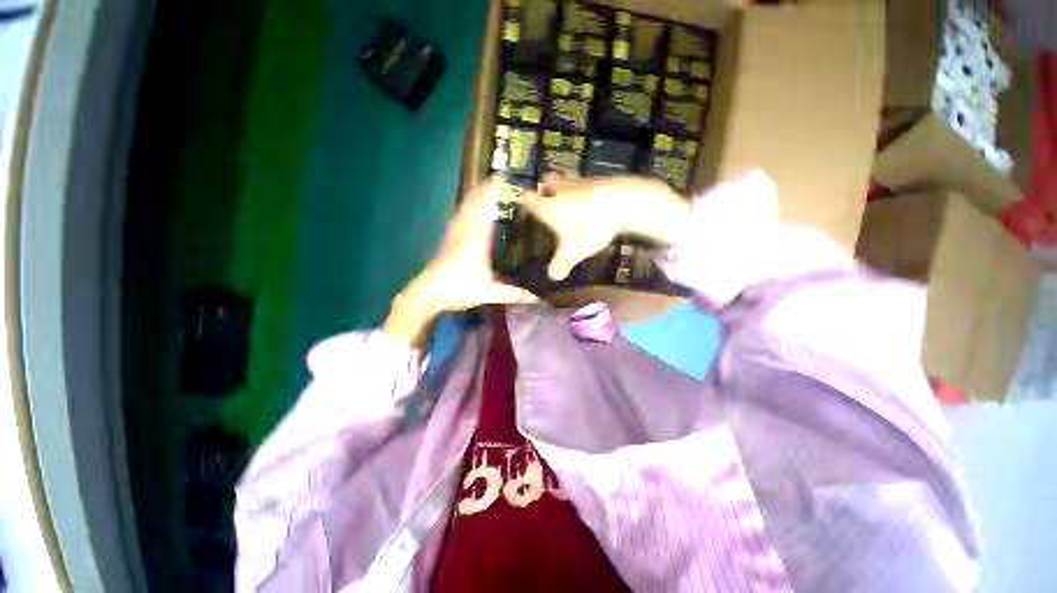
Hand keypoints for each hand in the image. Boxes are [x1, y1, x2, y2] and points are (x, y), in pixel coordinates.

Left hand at [384, 180, 537, 345]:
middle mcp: (465, 232)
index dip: (492, 194)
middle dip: (483, 190)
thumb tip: (537, 297)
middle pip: (473, 205)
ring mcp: (454, 235)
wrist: (428, 293)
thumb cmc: (460, 289)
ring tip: (481, 187)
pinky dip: (464, 209)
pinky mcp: (447, 241)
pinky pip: (457, 218)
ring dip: (472, 197)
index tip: (500, 180)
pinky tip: (464, 210)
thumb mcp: (490, 293)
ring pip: (464, 210)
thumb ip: (513, 294)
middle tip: (494, 179)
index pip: (486, 211)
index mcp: (477, 240)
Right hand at [523, 176, 689, 280]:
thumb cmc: (588, 227)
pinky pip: (585, 181)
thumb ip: (561, 264)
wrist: (620, 203)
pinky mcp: (598, 179)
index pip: (529, 199)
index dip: (525, 199)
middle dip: (544, 187)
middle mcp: (560, 191)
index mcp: (548, 207)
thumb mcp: (573, 252)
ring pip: (566, 177)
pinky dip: (584, 187)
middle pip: (546, 182)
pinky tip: (590, 198)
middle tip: (545, 195)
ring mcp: (579, 182)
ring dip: (564, 184)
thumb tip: (552, 277)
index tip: (524, 201)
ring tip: (567, 194)